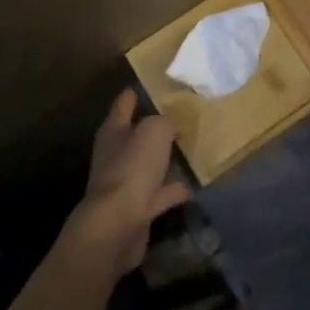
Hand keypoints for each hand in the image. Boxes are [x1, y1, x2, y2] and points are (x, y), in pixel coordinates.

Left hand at [67, 89, 191, 272]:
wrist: (117, 225)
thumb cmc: (132, 168)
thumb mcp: (155, 131)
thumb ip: (165, 121)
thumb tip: (171, 124)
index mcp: (114, 129)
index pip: (125, 102)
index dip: (138, 91)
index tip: (159, 83)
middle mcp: (116, 153)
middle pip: (138, 133)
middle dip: (157, 125)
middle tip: (185, 115)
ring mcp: (125, 181)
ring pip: (150, 163)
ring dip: (167, 158)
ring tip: (194, 147)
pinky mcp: (137, 207)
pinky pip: (160, 192)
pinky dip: (175, 188)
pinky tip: (195, 184)